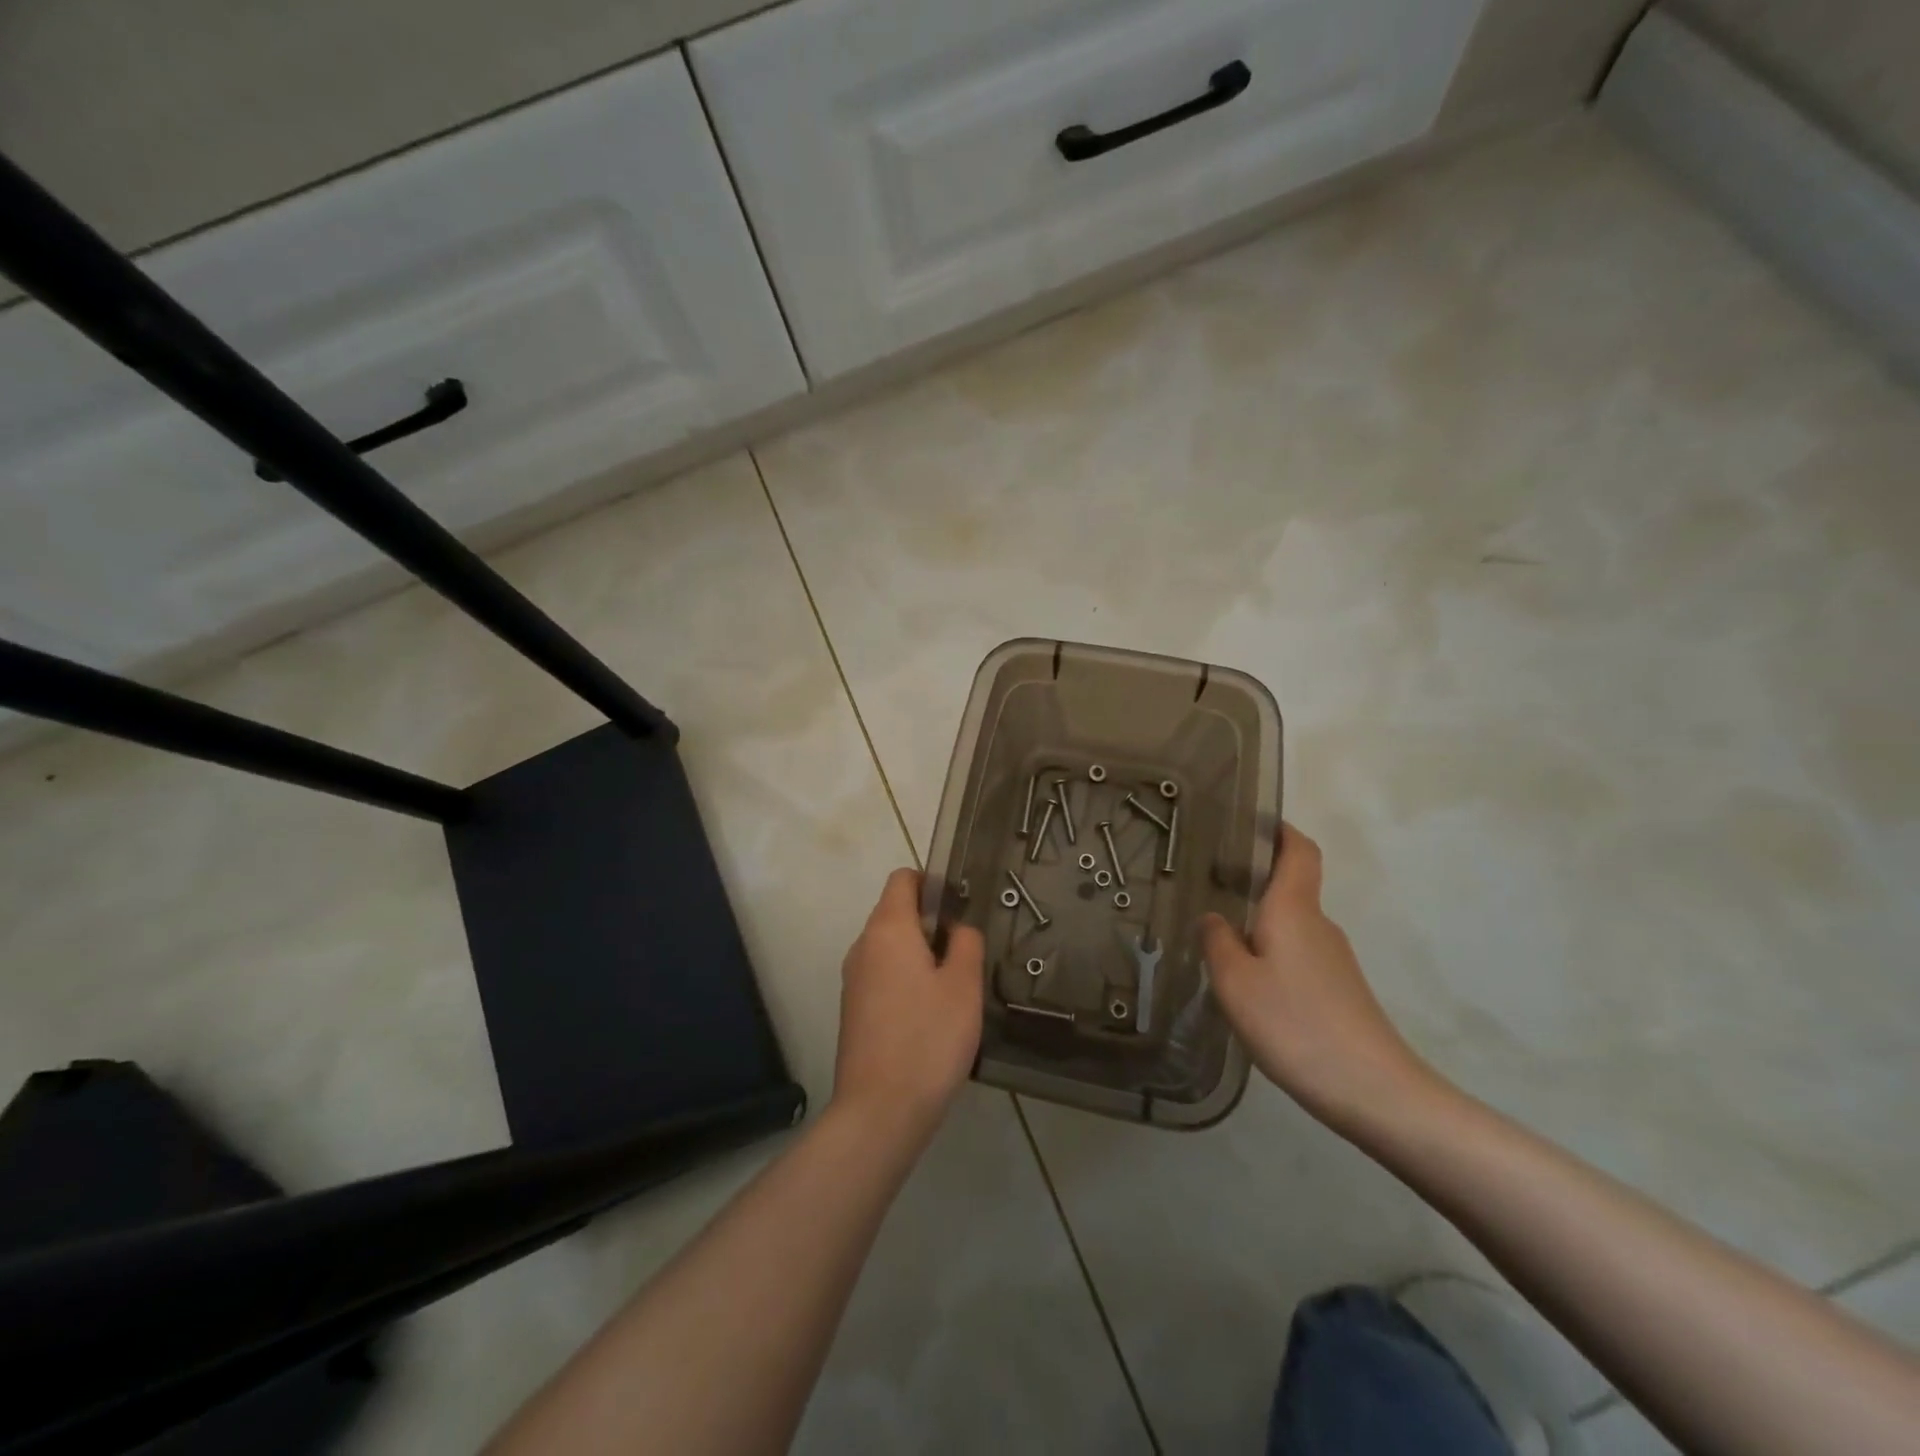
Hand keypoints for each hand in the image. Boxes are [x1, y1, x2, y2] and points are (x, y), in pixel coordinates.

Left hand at [831, 869, 984, 1144]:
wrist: (880, 1111)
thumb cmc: (928, 1039)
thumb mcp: (964, 985)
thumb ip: (967, 943)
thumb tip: (958, 928)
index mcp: (887, 929)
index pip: (903, 879)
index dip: (932, 882)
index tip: (959, 907)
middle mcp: (863, 946)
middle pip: (895, 912)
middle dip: (930, 923)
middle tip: (965, 954)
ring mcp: (853, 980)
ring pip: (890, 947)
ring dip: (920, 954)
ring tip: (952, 988)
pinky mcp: (853, 1010)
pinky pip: (882, 976)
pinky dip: (905, 980)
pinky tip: (930, 1016)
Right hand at [1202, 824, 1438, 1133]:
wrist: (1375, 1093)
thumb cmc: (1296, 1024)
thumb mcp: (1236, 983)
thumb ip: (1218, 943)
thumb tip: (1214, 918)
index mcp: (1295, 909)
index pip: (1300, 851)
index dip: (1280, 830)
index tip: (1251, 823)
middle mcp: (1318, 925)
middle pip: (1290, 888)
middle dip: (1253, 882)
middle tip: (1208, 887)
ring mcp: (1333, 960)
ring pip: (1291, 927)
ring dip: (1259, 925)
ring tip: (1217, 942)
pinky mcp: (1339, 992)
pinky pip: (1297, 957)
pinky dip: (1271, 956)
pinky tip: (1249, 988)